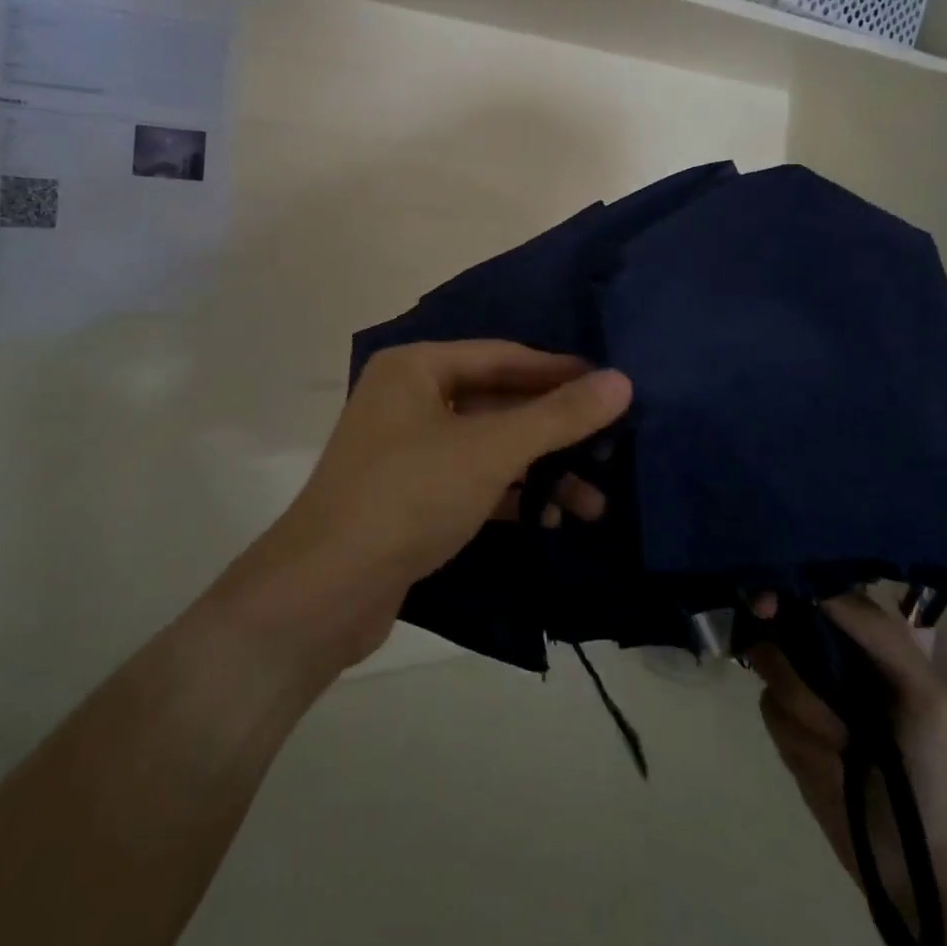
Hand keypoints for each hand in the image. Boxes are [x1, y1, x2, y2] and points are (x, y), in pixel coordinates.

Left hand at [239, 341, 630, 670]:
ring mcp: (406, 448)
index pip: (502, 356)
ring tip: (593, 501)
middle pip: (496, 401)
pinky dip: (510, 494)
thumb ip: (557, 416)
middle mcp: (408, 397)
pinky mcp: (410, 494)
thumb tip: (621, 380)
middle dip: (553, 430)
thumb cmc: (409, 495)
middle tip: (612, 446)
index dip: (559, 371)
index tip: (613, 386)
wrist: (325, 589)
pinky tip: (552, 518)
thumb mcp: (489, 451)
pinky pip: (471, 479)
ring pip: (486, 445)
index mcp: (416, 367)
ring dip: (538, 470)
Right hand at [749, 594, 946, 906]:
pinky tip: (826, 755)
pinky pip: (768, 705)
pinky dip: (796, 728)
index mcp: (868, 640)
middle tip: (762, 610)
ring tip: (840, 738)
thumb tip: (812, 585)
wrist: (929, 867)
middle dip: (771, 615)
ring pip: (767, 658)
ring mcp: (806, 691)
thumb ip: (875, 630)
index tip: (772, 586)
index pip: (821, 588)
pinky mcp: (787, 729)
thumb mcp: (924, 691)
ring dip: (800, 694)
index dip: (792, 579)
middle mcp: (831, 656)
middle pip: (780, 613)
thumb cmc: (940, 770)